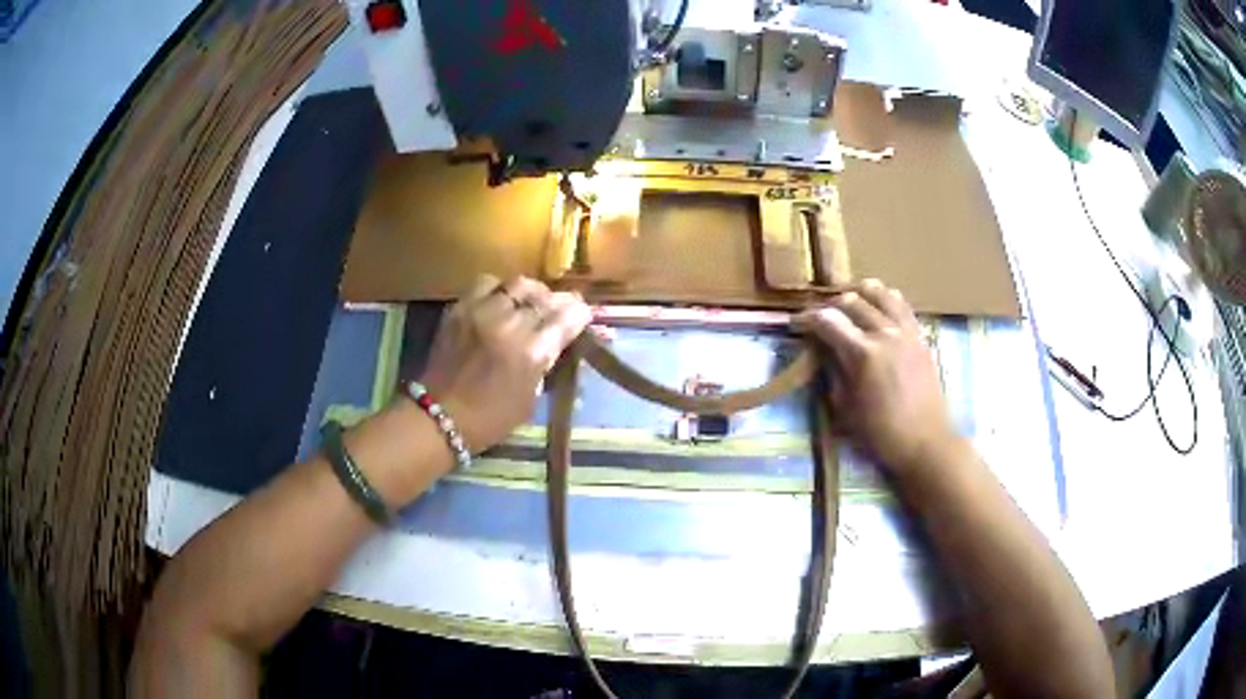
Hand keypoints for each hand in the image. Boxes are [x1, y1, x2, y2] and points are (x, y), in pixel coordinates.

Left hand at [418, 276, 590, 453]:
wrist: (439, 415)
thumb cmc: (491, 419)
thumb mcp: (531, 398)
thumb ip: (548, 363)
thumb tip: (563, 342)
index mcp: (532, 353)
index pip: (568, 317)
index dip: (580, 314)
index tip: (583, 317)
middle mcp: (510, 325)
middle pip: (546, 297)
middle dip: (559, 302)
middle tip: (560, 310)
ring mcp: (482, 311)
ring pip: (519, 284)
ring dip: (532, 292)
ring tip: (531, 303)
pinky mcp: (460, 307)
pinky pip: (488, 283)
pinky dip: (500, 289)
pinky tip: (500, 302)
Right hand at [796, 279, 957, 474]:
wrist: (926, 443)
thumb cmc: (881, 434)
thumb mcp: (845, 409)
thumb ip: (833, 373)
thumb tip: (822, 352)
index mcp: (863, 354)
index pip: (828, 320)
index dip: (807, 318)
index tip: (795, 324)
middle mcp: (885, 333)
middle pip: (851, 300)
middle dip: (829, 304)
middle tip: (818, 316)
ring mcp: (906, 331)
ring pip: (880, 293)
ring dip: (859, 292)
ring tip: (848, 300)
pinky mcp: (920, 336)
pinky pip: (901, 304)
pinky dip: (885, 298)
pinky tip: (878, 307)